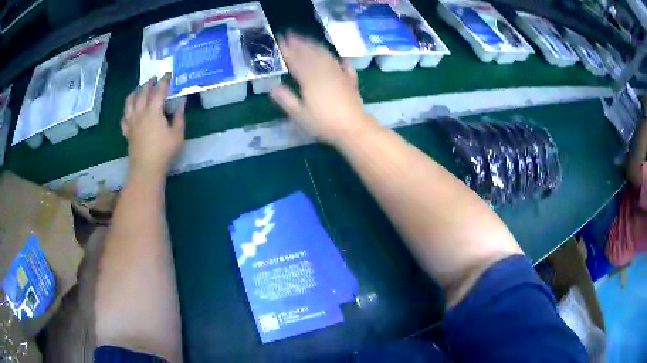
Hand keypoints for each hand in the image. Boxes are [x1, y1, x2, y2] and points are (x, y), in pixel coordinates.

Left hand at [121, 74, 184, 177]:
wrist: (146, 170)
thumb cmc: (164, 152)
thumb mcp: (177, 134)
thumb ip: (179, 117)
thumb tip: (182, 103)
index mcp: (153, 111)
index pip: (159, 91)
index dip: (164, 81)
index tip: (168, 75)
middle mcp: (140, 113)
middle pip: (142, 93)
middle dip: (149, 83)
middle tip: (154, 78)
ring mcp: (131, 122)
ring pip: (129, 102)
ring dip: (135, 92)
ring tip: (139, 89)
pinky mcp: (127, 131)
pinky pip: (124, 117)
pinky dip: (127, 110)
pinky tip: (129, 110)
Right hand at [270, 32, 378, 144]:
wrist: (353, 128)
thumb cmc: (323, 123)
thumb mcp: (299, 115)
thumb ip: (286, 99)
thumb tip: (272, 88)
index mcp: (309, 79)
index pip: (295, 60)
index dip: (286, 50)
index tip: (279, 42)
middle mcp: (324, 71)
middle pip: (310, 53)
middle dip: (299, 43)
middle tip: (290, 34)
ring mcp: (338, 73)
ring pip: (325, 55)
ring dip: (314, 45)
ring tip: (306, 39)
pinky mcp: (349, 79)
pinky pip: (342, 64)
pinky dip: (337, 58)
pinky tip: (336, 56)